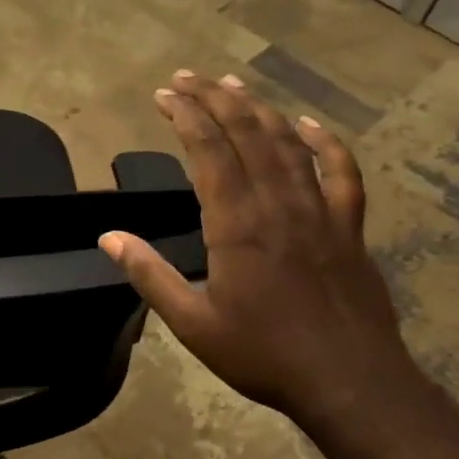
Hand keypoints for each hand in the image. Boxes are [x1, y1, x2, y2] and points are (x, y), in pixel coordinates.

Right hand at [99, 71, 416, 426]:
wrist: (349, 381)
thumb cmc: (263, 354)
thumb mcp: (192, 323)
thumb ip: (149, 275)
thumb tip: (109, 238)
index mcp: (237, 224)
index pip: (208, 151)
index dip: (185, 115)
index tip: (164, 95)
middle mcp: (278, 204)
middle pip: (246, 133)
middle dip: (214, 98)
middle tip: (187, 77)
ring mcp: (320, 211)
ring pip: (288, 143)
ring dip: (258, 108)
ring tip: (232, 85)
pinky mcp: (349, 227)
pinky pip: (341, 172)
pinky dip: (325, 142)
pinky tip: (308, 124)